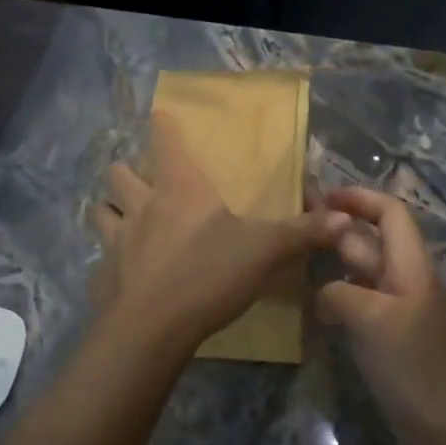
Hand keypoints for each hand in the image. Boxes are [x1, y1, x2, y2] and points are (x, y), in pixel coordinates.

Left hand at [91, 112, 347, 352]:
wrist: (151, 329)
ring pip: (99, 210)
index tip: (159, 115)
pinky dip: (108, 259)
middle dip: (127, 172)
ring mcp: (115, 240)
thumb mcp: (264, 252)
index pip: (164, 141)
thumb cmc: (208, 275)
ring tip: (123, 219)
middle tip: (143, 182)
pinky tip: (122, 272)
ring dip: (109, 209)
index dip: (162, 125)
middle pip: (119, 173)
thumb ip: (302, 233)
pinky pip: (99, 257)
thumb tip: (346, 218)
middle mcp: (142, 205)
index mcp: (179, 189)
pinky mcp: (102, 274)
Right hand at [316, 187, 445, 444]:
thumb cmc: (417, 367)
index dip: (358, 198)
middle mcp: (405, 281)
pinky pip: (358, 305)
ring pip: (361, 274)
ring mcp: (397, 312)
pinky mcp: (389, 340)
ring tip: (292, 262)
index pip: (389, 212)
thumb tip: (321, 293)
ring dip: (331, 263)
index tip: (320, 197)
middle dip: (336, 229)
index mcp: (410, 265)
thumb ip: (340, 293)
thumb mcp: (374, 320)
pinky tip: (310, 307)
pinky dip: (335, 298)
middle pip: (370, 241)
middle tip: (292, 229)